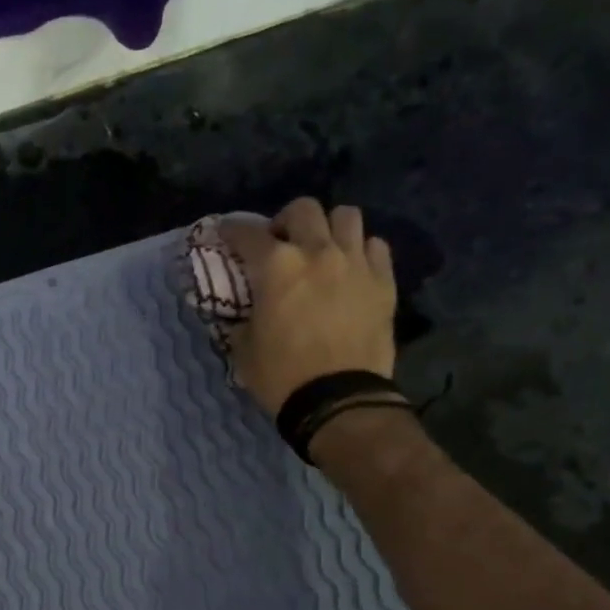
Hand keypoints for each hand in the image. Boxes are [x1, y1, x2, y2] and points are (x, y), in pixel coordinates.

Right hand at [217, 198, 397, 414]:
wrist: (339, 400)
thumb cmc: (282, 376)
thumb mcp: (244, 349)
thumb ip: (242, 319)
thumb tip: (243, 312)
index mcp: (276, 267)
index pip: (247, 233)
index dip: (232, 231)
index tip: (226, 235)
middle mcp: (317, 252)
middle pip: (303, 209)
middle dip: (286, 221)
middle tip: (280, 244)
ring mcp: (355, 263)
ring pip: (346, 216)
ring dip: (329, 228)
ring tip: (322, 250)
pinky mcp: (383, 281)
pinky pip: (375, 246)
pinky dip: (360, 250)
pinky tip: (351, 269)